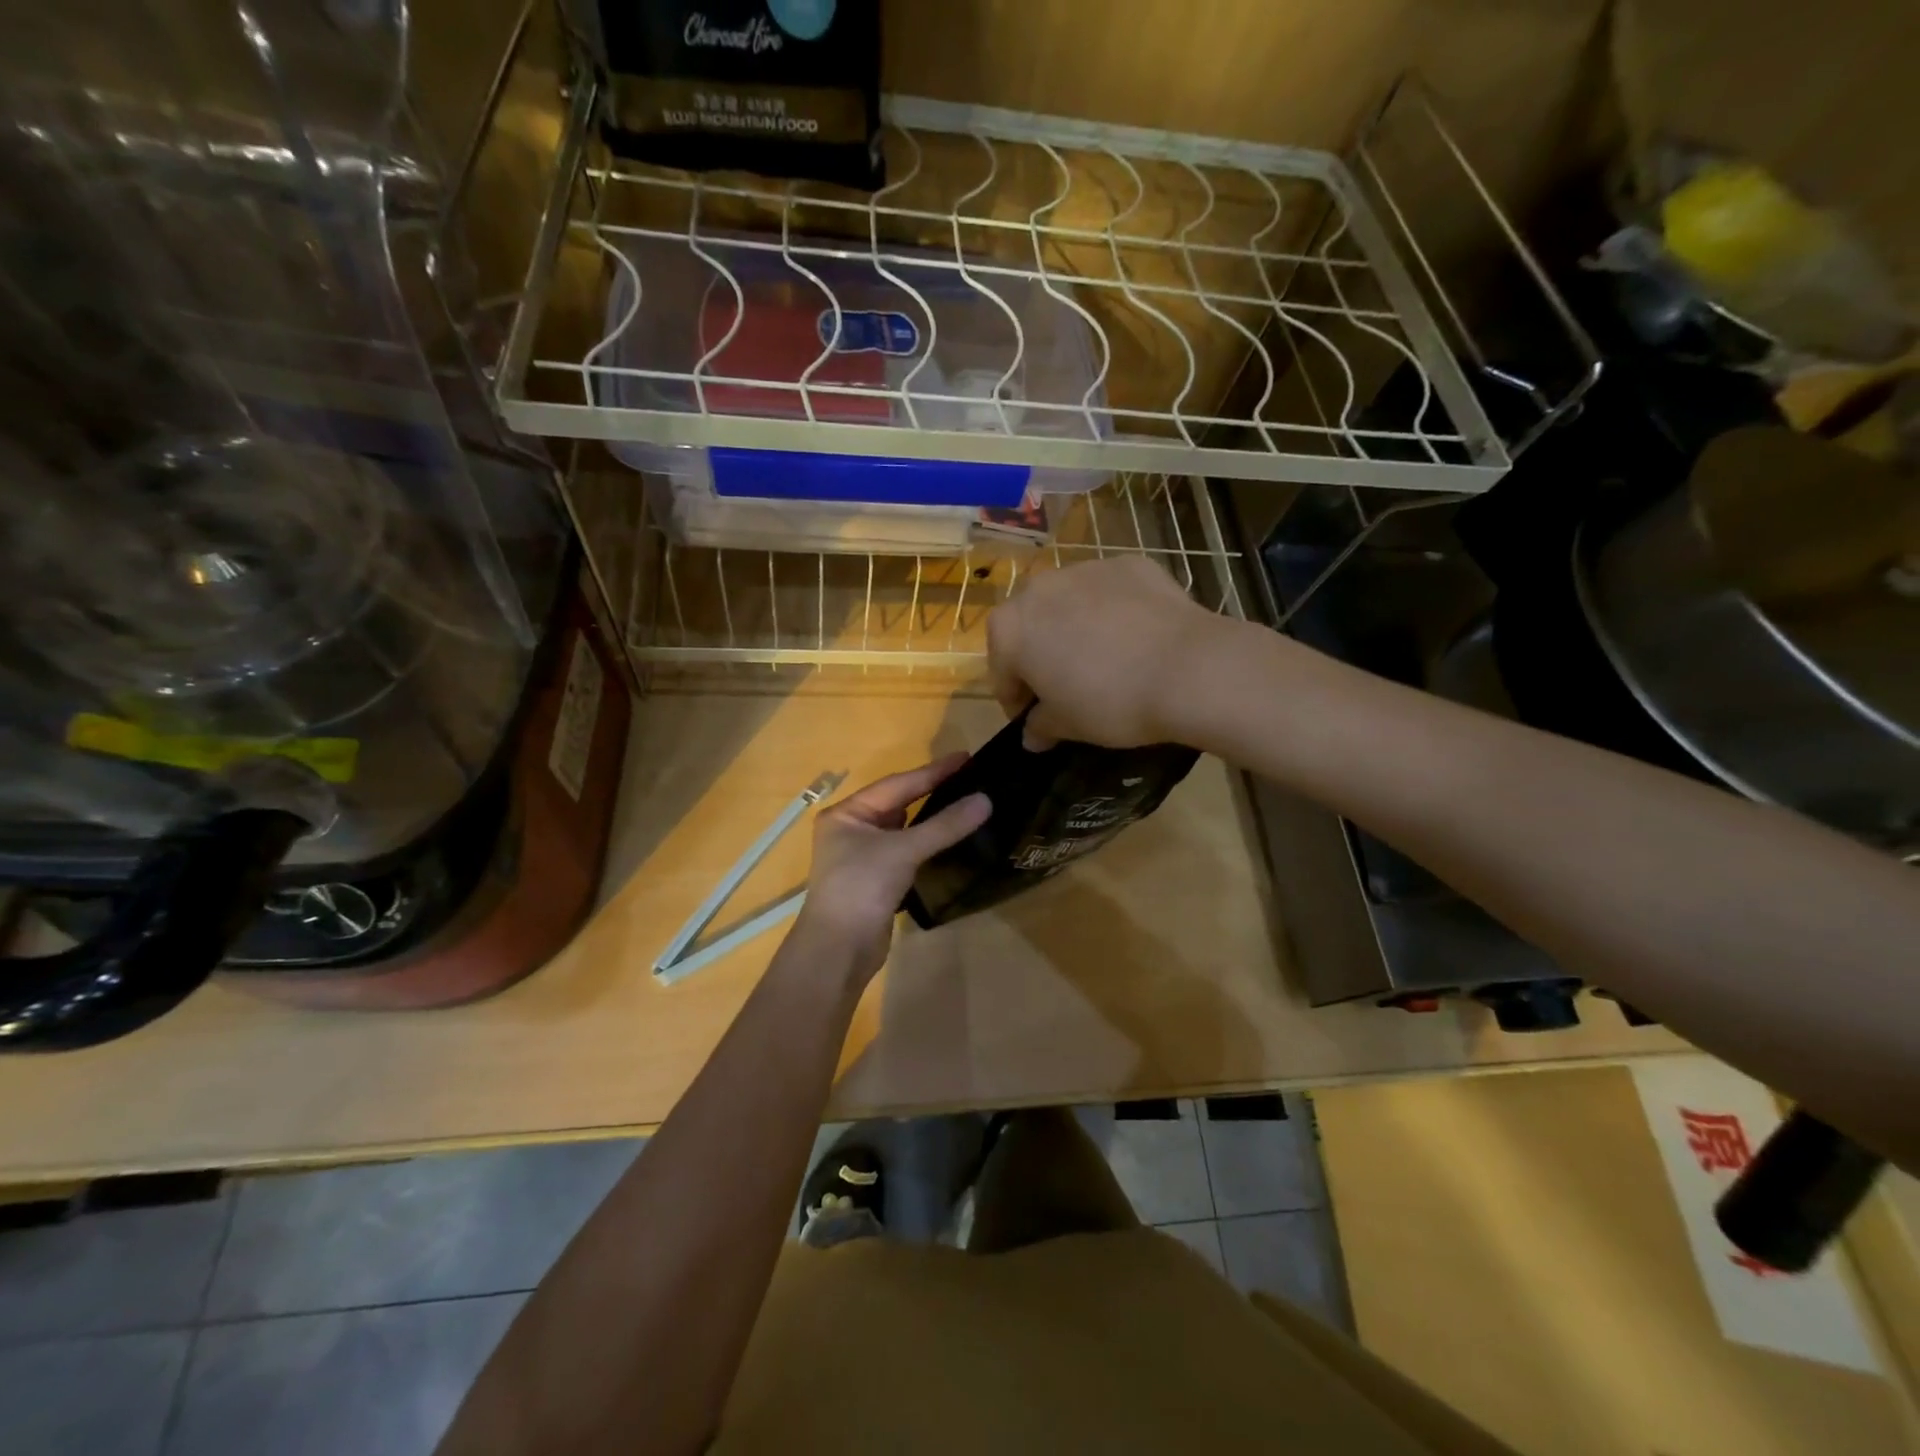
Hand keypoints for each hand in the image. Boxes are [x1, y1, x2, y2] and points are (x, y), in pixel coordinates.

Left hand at [793, 755, 990, 983]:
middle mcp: (852, 829)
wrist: (838, 951)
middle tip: (971, 777)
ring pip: (904, 829)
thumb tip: (986, 800)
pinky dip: (928, 843)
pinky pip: (907, 852)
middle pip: (899, 803)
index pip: (897, 784)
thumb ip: (944, 825)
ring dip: (933, 819)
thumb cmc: (861, 888)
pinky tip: (951, 839)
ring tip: (967, 803)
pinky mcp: (877, 880)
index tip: (966, 757)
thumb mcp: (902, 851)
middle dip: (933, 791)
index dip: (933, 771)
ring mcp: (864, 856)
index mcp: (847, 813)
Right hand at [986, 557, 1225, 747]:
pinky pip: (1109, 593)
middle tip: (1067, 688)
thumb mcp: (1068, 725)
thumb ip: (1040, 726)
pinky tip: (1136, 639)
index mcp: (1010, 628)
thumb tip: (1032, 734)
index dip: (1016, 701)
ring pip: (1069, 604)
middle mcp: (1039, 588)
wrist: (1189, 669)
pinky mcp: (1129, 564)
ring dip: (1075, 629)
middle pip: (1030, 628)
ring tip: (1105, 660)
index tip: (1035, 721)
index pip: (1002, 671)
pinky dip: (1113, 612)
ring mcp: (1086, 569)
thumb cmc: (1110, 702)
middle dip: (1041, 656)